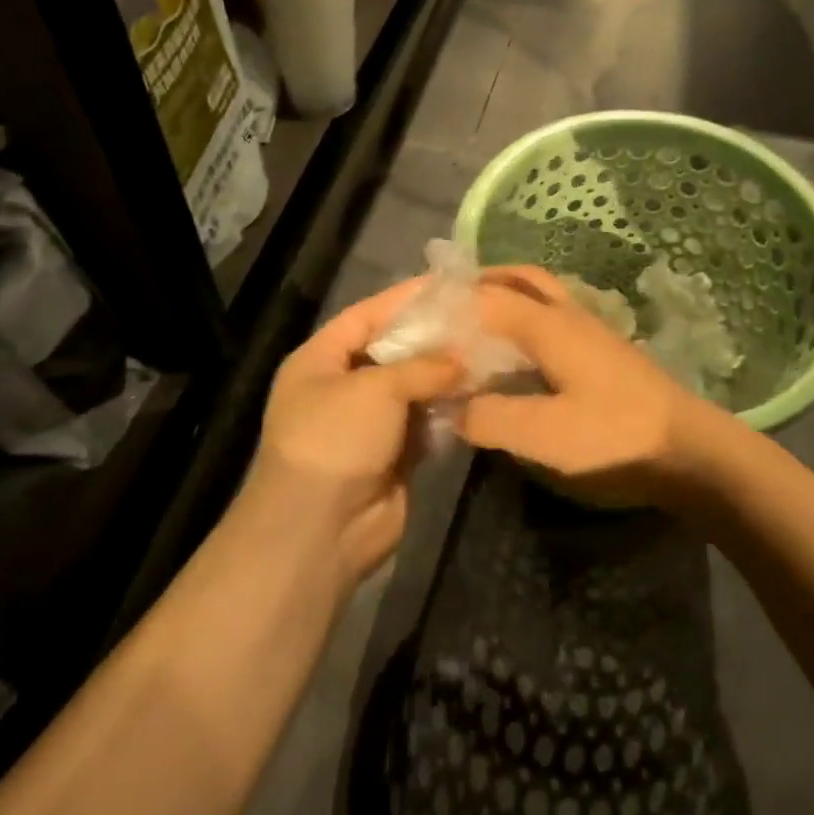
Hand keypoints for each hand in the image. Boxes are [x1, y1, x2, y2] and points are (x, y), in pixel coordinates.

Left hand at [247, 280, 461, 588]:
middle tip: (483, 319)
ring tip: (493, 351)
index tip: (450, 284)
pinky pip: (426, 423)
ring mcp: (369, 423)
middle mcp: (343, 386)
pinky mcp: (394, 454)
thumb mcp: (375, 388)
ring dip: (448, 376)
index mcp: (321, 359)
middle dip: (435, 338)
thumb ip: (422, 366)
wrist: (320, 529)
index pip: (366, 316)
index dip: (406, 298)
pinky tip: (483, 393)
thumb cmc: (336, 440)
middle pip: (395, 351)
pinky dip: (449, 411)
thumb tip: (462, 358)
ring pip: (415, 389)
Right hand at [460, 267, 726, 509]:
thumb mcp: (543, 436)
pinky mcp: (604, 353)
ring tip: (474, 324)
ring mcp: (592, 332)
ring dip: (506, 297)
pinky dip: (526, 319)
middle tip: (446, 304)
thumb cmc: (616, 438)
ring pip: (541, 295)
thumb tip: (451, 407)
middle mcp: (569, 316)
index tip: (414, 319)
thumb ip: (489, 418)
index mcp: (549, 326)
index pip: (485, 298)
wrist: (692, 451)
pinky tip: (517, 353)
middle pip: (520, 279)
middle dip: (480, 283)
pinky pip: (554, 318)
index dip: (447, 305)